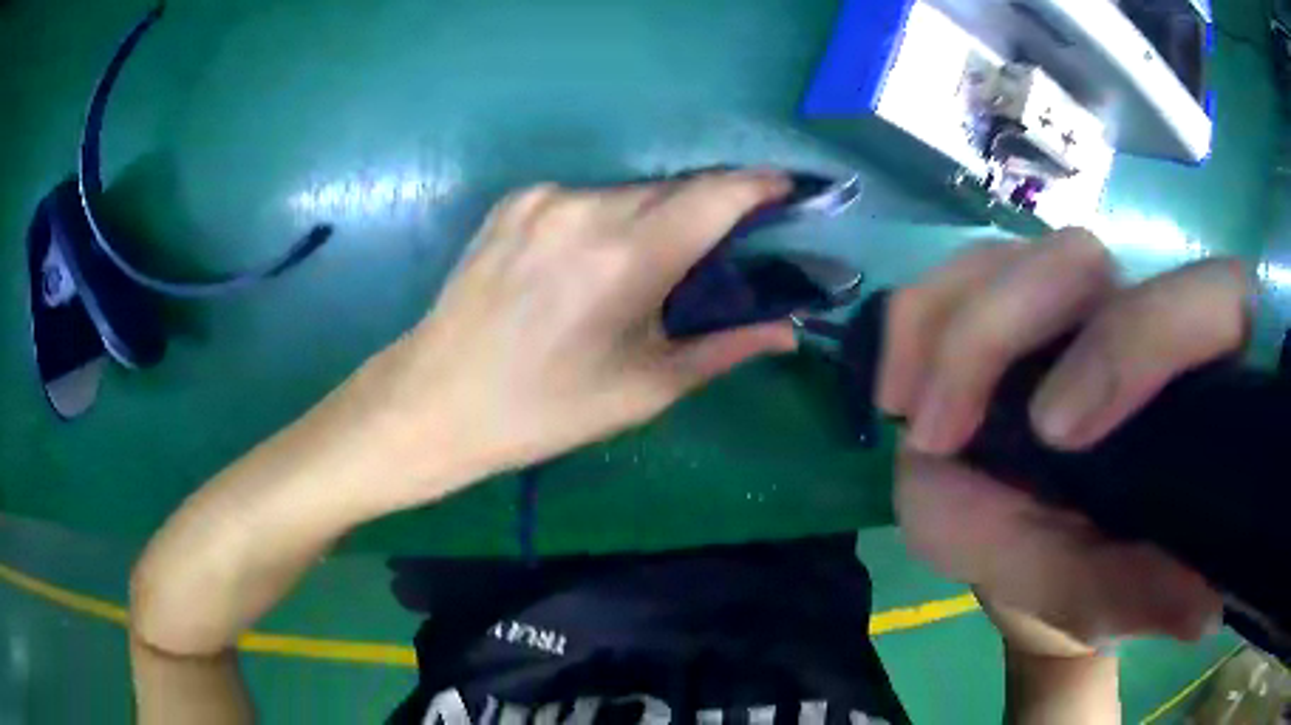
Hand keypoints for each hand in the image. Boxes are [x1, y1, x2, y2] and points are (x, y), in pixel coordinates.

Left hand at [350, 170, 797, 502]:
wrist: (435, 399)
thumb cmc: (544, 409)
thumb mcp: (644, 389)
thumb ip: (725, 348)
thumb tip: (788, 330)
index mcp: (626, 256)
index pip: (717, 195)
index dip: (760, 187)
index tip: (787, 194)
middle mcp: (587, 207)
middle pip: (676, 189)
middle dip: (710, 210)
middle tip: (723, 249)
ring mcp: (544, 198)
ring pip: (630, 192)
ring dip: (656, 217)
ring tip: (651, 266)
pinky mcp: (514, 201)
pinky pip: (585, 198)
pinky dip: (608, 219)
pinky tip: (593, 262)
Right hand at [878, 229, 1245, 650]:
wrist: (1045, 558)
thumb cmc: (1090, 574)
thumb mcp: (1113, 596)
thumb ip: (1142, 593)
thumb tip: (1205, 606)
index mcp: (1191, 370)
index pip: (1203, 304)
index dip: (1134, 344)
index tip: (1053, 434)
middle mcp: (1135, 309)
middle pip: (1076, 258)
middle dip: (1001, 332)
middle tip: (942, 434)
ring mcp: (1069, 303)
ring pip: (1009, 256)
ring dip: (949, 329)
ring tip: (913, 418)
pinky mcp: (1012, 306)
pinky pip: (956, 279)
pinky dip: (918, 323)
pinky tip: (899, 389)